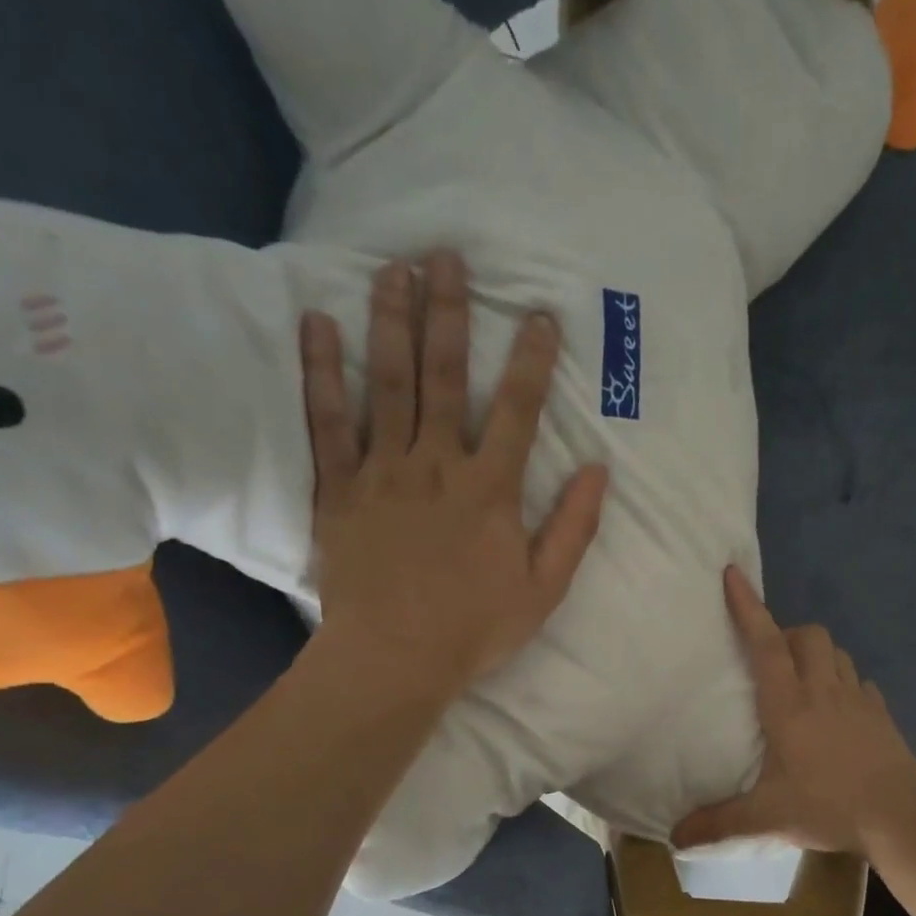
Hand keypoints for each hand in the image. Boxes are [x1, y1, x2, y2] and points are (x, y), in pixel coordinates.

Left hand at [299, 252, 609, 697]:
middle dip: (449, 314)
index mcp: (490, 489)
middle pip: (444, 377)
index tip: (539, 315)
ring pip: (387, 385)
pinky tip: (317, 325)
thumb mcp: (543, 588)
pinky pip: (327, 423)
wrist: (395, 658)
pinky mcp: (338, 490)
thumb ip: (573, 528)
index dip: (532, 360)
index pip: (518, 410)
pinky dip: (322, 373)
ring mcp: (382, 472)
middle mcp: (436, 465)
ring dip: (390, 322)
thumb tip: (598, 472)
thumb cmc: (474, 628)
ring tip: (392, 269)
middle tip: (445, 256)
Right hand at [672, 567, 915, 854]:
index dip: (747, 607)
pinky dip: (845, 683)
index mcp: (788, 704)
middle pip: (808, 635)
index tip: (733, 573)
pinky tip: (840, 708)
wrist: (900, 816)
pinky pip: (860, 682)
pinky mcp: (881, 715)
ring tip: (803, 680)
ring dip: (817, 654)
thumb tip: (675, 838)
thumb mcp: (766, 817)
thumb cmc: (828, 805)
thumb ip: (719, 823)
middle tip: (771, 659)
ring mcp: (858, 699)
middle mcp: (823, 690)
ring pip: (837, 653)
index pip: (764, 644)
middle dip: (787, 633)